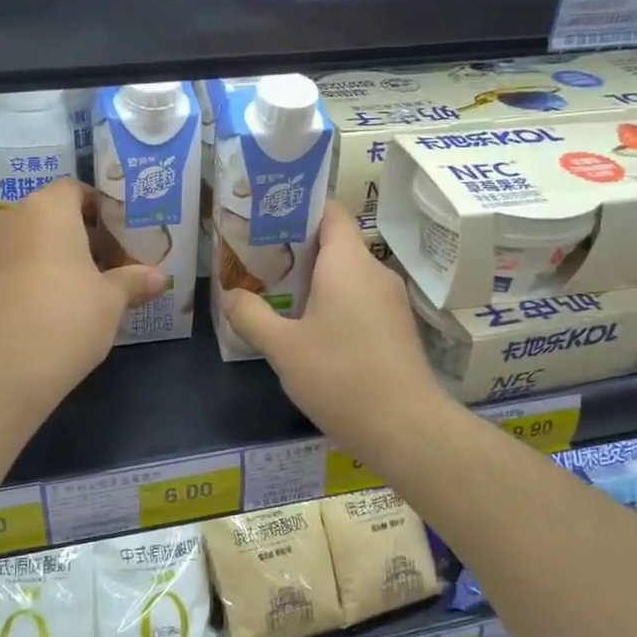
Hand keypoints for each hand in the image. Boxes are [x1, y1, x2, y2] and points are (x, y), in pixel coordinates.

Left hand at [0, 180, 163, 420]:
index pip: (76, 190)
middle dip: (83, 238)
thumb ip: (134, 281)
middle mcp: (10, 217)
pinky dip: (33, 278)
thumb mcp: (111, 301)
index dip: (102, 211)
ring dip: (57, 260)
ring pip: (30, 243)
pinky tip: (54, 309)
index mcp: (47, 208)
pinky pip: (11, 267)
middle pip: (52, 216)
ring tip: (86, 292)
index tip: (123, 238)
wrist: (0, 370)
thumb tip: (160, 277)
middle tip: (112, 268)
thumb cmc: (66, 318)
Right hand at [222, 203, 451, 462]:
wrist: (405, 428)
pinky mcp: (396, 328)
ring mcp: (390, 301)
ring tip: (274, 295)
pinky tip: (308, 329)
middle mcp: (374, 271)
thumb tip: (231, 295)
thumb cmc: (340, 376)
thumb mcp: (282, 348)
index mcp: (348, 262)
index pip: (329, 211)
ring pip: (346, 275)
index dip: (298, 208)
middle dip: (295, 249)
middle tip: (256, 260)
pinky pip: (359, 299)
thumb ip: (251, 315)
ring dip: (313, 280)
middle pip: (334, 243)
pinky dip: (333, 303)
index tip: (265, 219)